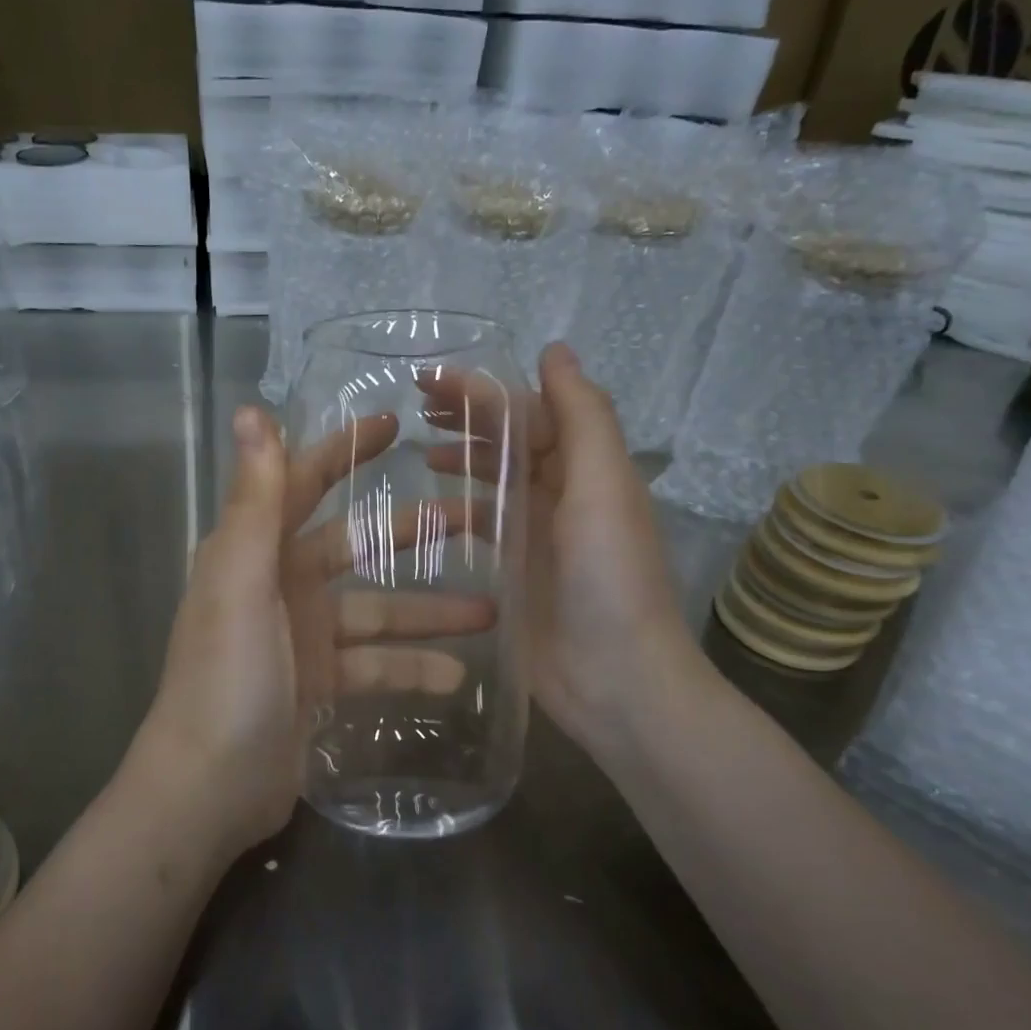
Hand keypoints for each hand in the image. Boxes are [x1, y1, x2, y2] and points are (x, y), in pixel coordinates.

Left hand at [135, 406, 493, 861]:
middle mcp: (279, 585)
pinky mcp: (320, 686)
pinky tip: (456, 678)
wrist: (207, 790)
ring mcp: (303, 638)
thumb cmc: (225, 678)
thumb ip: (252, 501)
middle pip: (354, 545)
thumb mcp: (241, 583)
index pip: (302, 483)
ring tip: (490, 612)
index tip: (395, 424)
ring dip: (427, 612)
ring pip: (376, 611)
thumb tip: (251, 412)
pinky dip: (410, 669)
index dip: (343, 451)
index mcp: (255, 552)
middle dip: (409, 532)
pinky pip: (375, 666)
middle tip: (471, 519)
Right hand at [421, 343, 709, 759]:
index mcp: (584, 466)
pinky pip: (481, 528)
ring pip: (492, 480)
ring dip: (460, 459)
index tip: (427, 380)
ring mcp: (536, 534)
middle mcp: (561, 492)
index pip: (528, 411)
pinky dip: (455, 511)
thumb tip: (555, 349)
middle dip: (466, 417)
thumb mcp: (603, 486)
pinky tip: (424, 512)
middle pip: (509, 440)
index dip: (482, 390)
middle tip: (413, 407)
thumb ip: (582, 416)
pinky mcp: (514, 573)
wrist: (617, 680)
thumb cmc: (610, 578)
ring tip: (416, 451)